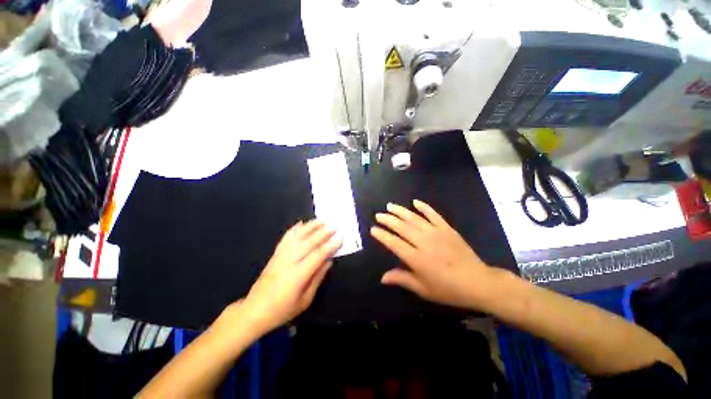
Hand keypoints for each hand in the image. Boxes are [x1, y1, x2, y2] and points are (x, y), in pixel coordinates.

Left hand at [240, 221, 341, 333]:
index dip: (330, 246)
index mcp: (298, 275)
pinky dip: (294, 229)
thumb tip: (329, 262)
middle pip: (308, 243)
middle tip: (334, 226)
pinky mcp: (275, 255)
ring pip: (297, 237)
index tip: (340, 238)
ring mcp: (280, 256)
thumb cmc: (282, 310)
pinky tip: (300, 223)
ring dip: (310, 227)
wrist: (254, 310)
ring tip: (320, 221)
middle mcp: (289, 262)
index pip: (317, 255)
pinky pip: (285, 239)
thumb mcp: (305, 300)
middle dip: (322, 233)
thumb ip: (317, 278)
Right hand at [371, 200, 504, 309]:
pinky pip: (433, 214)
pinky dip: (424, 207)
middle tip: (378, 215)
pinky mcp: (447, 228)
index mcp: (417, 259)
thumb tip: (383, 277)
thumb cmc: (448, 289)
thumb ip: (402, 279)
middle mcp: (424, 242)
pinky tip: (415, 202)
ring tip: (390, 206)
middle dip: (388, 220)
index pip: (394, 243)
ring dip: (401, 211)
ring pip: (414, 218)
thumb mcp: (423, 289)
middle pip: (402, 227)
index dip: (382, 235)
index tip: (373, 229)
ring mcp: (436, 233)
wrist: (478, 282)